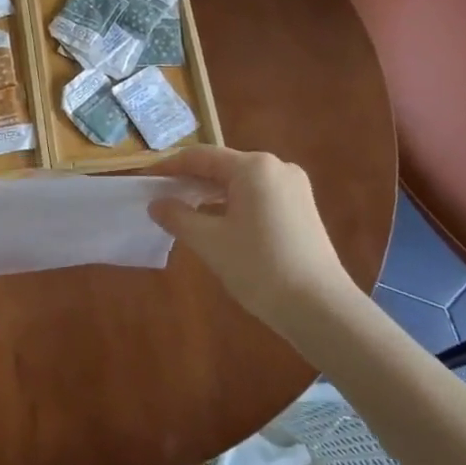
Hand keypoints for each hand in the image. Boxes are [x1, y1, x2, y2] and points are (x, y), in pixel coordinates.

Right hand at [150, 147, 362, 337]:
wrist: (320, 308)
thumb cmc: (259, 268)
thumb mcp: (210, 242)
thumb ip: (178, 217)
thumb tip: (156, 203)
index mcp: (254, 167)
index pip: (200, 156)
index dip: (169, 167)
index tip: (145, 179)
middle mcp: (276, 167)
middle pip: (222, 166)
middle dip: (190, 180)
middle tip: (161, 197)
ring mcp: (294, 187)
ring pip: (241, 182)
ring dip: (211, 193)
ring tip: (184, 211)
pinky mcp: (302, 208)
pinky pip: (258, 196)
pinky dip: (233, 204)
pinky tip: (218, 223)